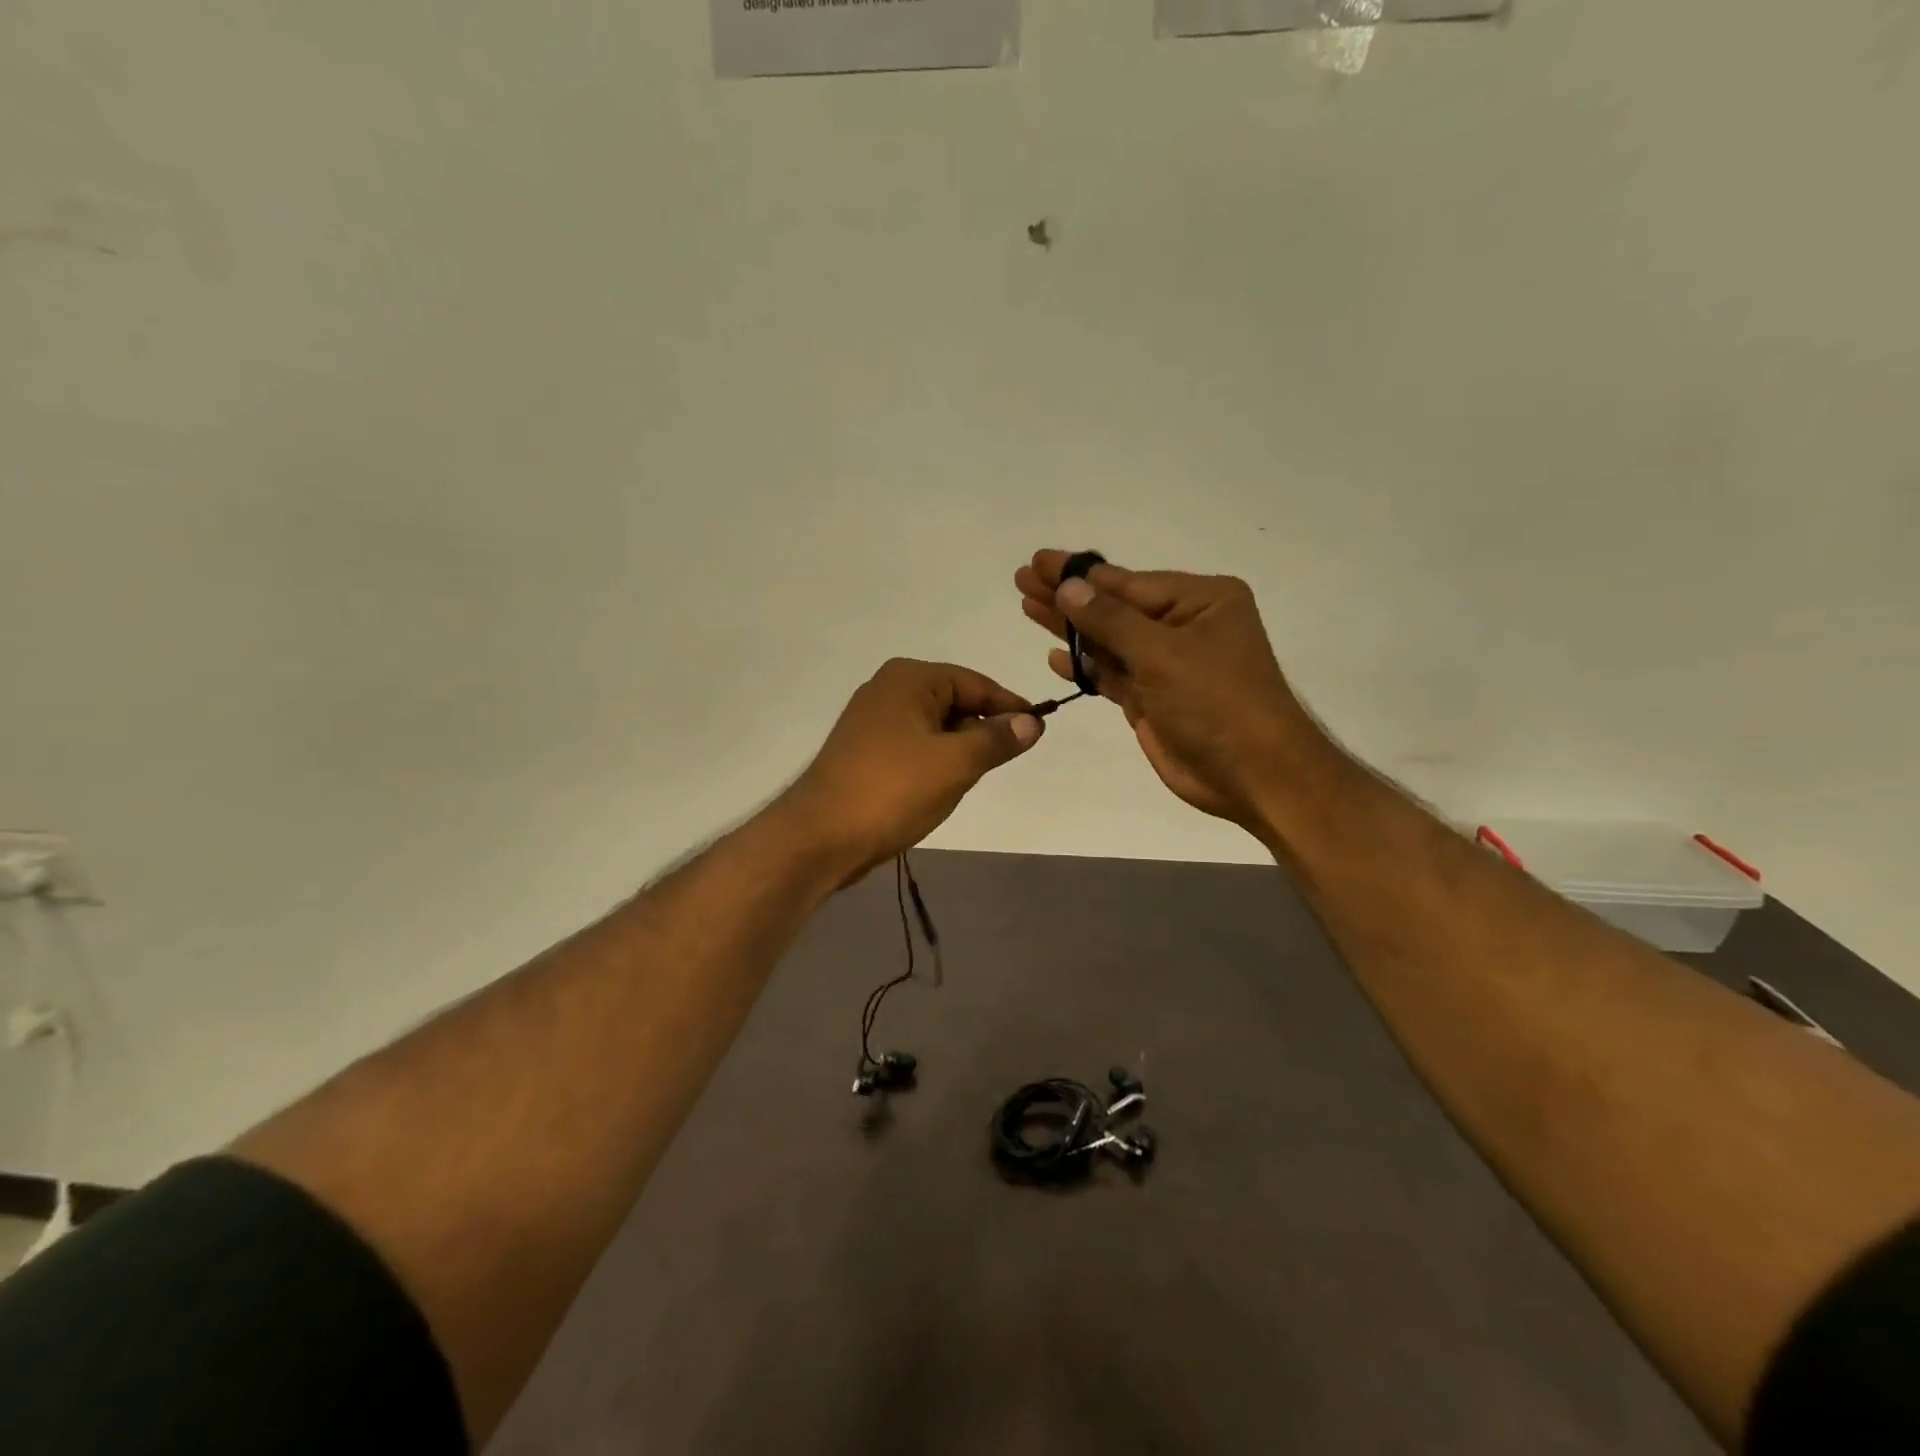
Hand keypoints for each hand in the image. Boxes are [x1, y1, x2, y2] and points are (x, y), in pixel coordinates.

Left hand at [783, 658, 1042, 879]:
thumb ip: (998, 739)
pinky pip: (913, 745)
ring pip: (934, 727)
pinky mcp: (863, 750)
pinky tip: (938, 788)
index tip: (1039, 729)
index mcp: (910, 678)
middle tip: (1002, 761)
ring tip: (968, 779)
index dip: (1009, 707)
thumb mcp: (956, 763)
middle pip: (954, 702)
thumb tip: (1032, 722)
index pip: (975, 683)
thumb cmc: (893, 790)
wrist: (821, 836)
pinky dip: (933, 761)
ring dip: (957, 750)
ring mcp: (871, 720)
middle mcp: (887, 688)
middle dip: (980, 731)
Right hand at [1014, 551, 1334, 834]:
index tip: (1038, 561)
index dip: (1078, 574)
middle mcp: (1183, 626)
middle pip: (1113, 607)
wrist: (1253, 774)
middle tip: (1022, 579)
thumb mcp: (1163, 653)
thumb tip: (1068, 587)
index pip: (1127, 581)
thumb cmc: (1217, 702)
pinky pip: (1111, 674)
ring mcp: (1166, 665)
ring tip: (1026, 607)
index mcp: (1200, 601)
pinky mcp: (1152, 699)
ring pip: (1108, 640)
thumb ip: (1111, 620)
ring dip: (1070, 628)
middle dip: (1068, 596)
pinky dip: (1085, 666)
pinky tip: (1055, 656)